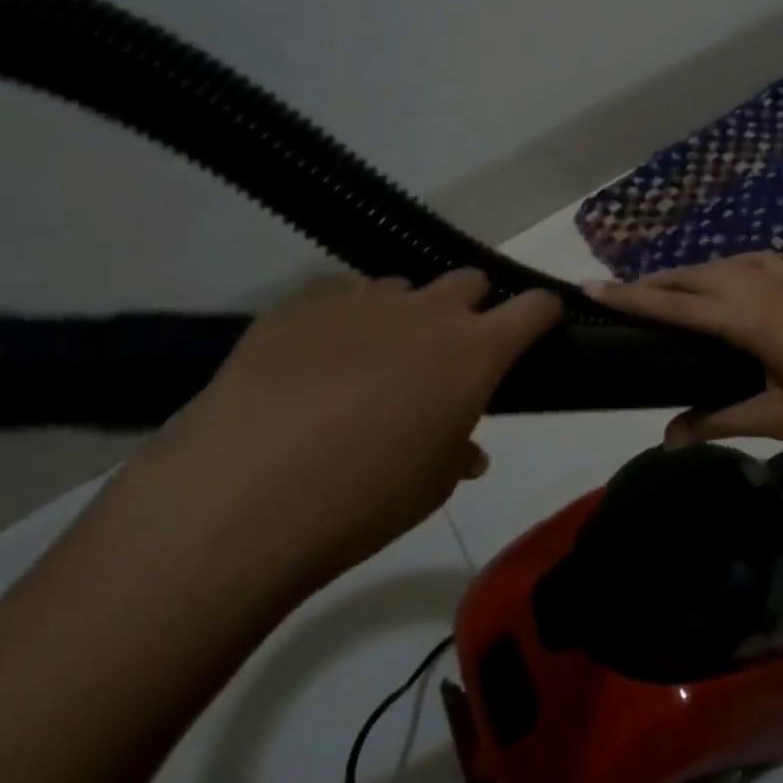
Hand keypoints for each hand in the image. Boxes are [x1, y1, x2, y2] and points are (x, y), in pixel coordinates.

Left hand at [146, 271, 560, 589]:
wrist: (241, 497)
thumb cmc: (364, 500)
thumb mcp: (432, 485)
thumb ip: (459, 451)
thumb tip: (467, 448)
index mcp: (475, 351)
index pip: (534, 307)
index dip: (541, 314)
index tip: (536, 330)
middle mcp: (428, 311)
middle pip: (469, 281)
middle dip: (471, 308)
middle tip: (447, 353)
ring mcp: (361, 301)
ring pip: (401, 287)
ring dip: (403, 314)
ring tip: (371, 360)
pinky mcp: (300, 304)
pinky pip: (337, 294)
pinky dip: (342, 317)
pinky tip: (314, 358)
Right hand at [589, 253, 782, 446]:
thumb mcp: (779, 417)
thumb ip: (720, 421)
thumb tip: (668, 438)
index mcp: (746, 318)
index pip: (674, 304)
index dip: (630, 296)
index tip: (591, 286)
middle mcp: (756, 285)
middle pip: (690, 276)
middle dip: (650, 282)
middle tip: (617, 294)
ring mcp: (781, 276)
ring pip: (717, 264)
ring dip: (684, 274)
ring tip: (660, 289)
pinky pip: (747, 261)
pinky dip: (722, 267)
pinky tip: (723, 277)